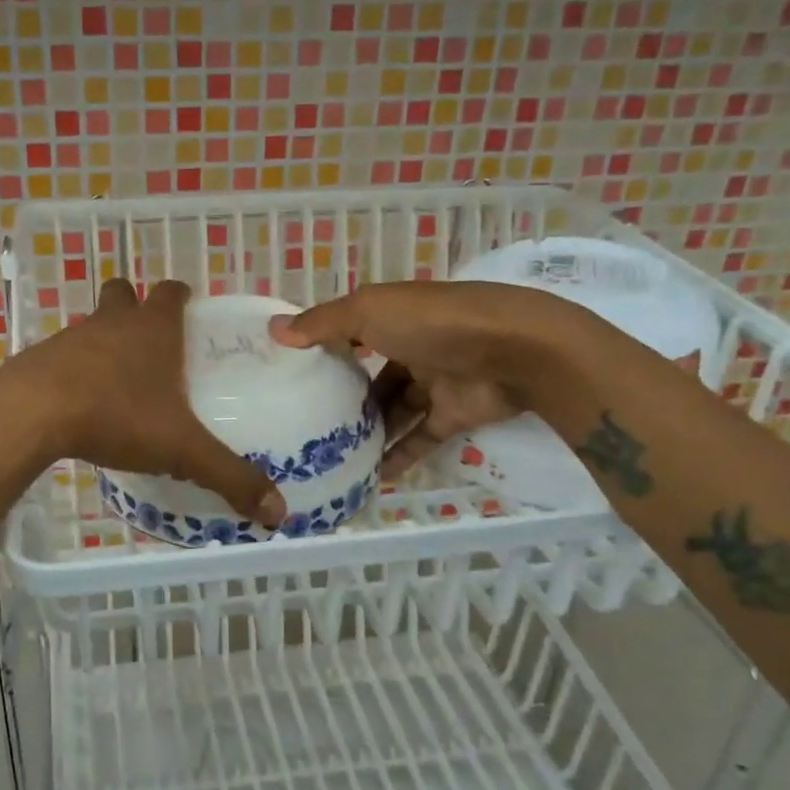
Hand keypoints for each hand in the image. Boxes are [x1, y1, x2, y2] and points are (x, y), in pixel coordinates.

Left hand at [0, 279, 285, 525]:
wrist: (33, 413)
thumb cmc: (117, 415)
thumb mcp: (181, 449)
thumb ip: (229, 476)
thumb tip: (278, 513)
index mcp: (153, 328)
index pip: (171, 292)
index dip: (180, 297)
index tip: (188, 311)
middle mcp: (113, 322)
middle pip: (124, 293)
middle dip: (136, 307)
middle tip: (151, 344)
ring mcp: (72, 337)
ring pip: (92, 324)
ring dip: (104, 341)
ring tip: (117, 382)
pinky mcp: (39, 359)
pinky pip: (62, 355)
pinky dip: (74, 370)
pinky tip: (80, 404)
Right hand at [271, 281, 575, 477]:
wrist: (515, 351)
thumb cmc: (433, 323)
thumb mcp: (369, 312)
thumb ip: (323, 324)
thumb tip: (274, 329)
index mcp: (394, 316)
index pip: (353, 332)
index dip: (326, 349)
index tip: (295, 374)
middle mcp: (413, 346)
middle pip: (374, 376)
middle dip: (347, 398)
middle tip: (310, 425)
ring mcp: (436, 382)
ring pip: (396, 410)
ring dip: (370, 431)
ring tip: (332, 456)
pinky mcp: (455, 415)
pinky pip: (420, 438)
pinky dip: (398, 456)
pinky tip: (370, 477)